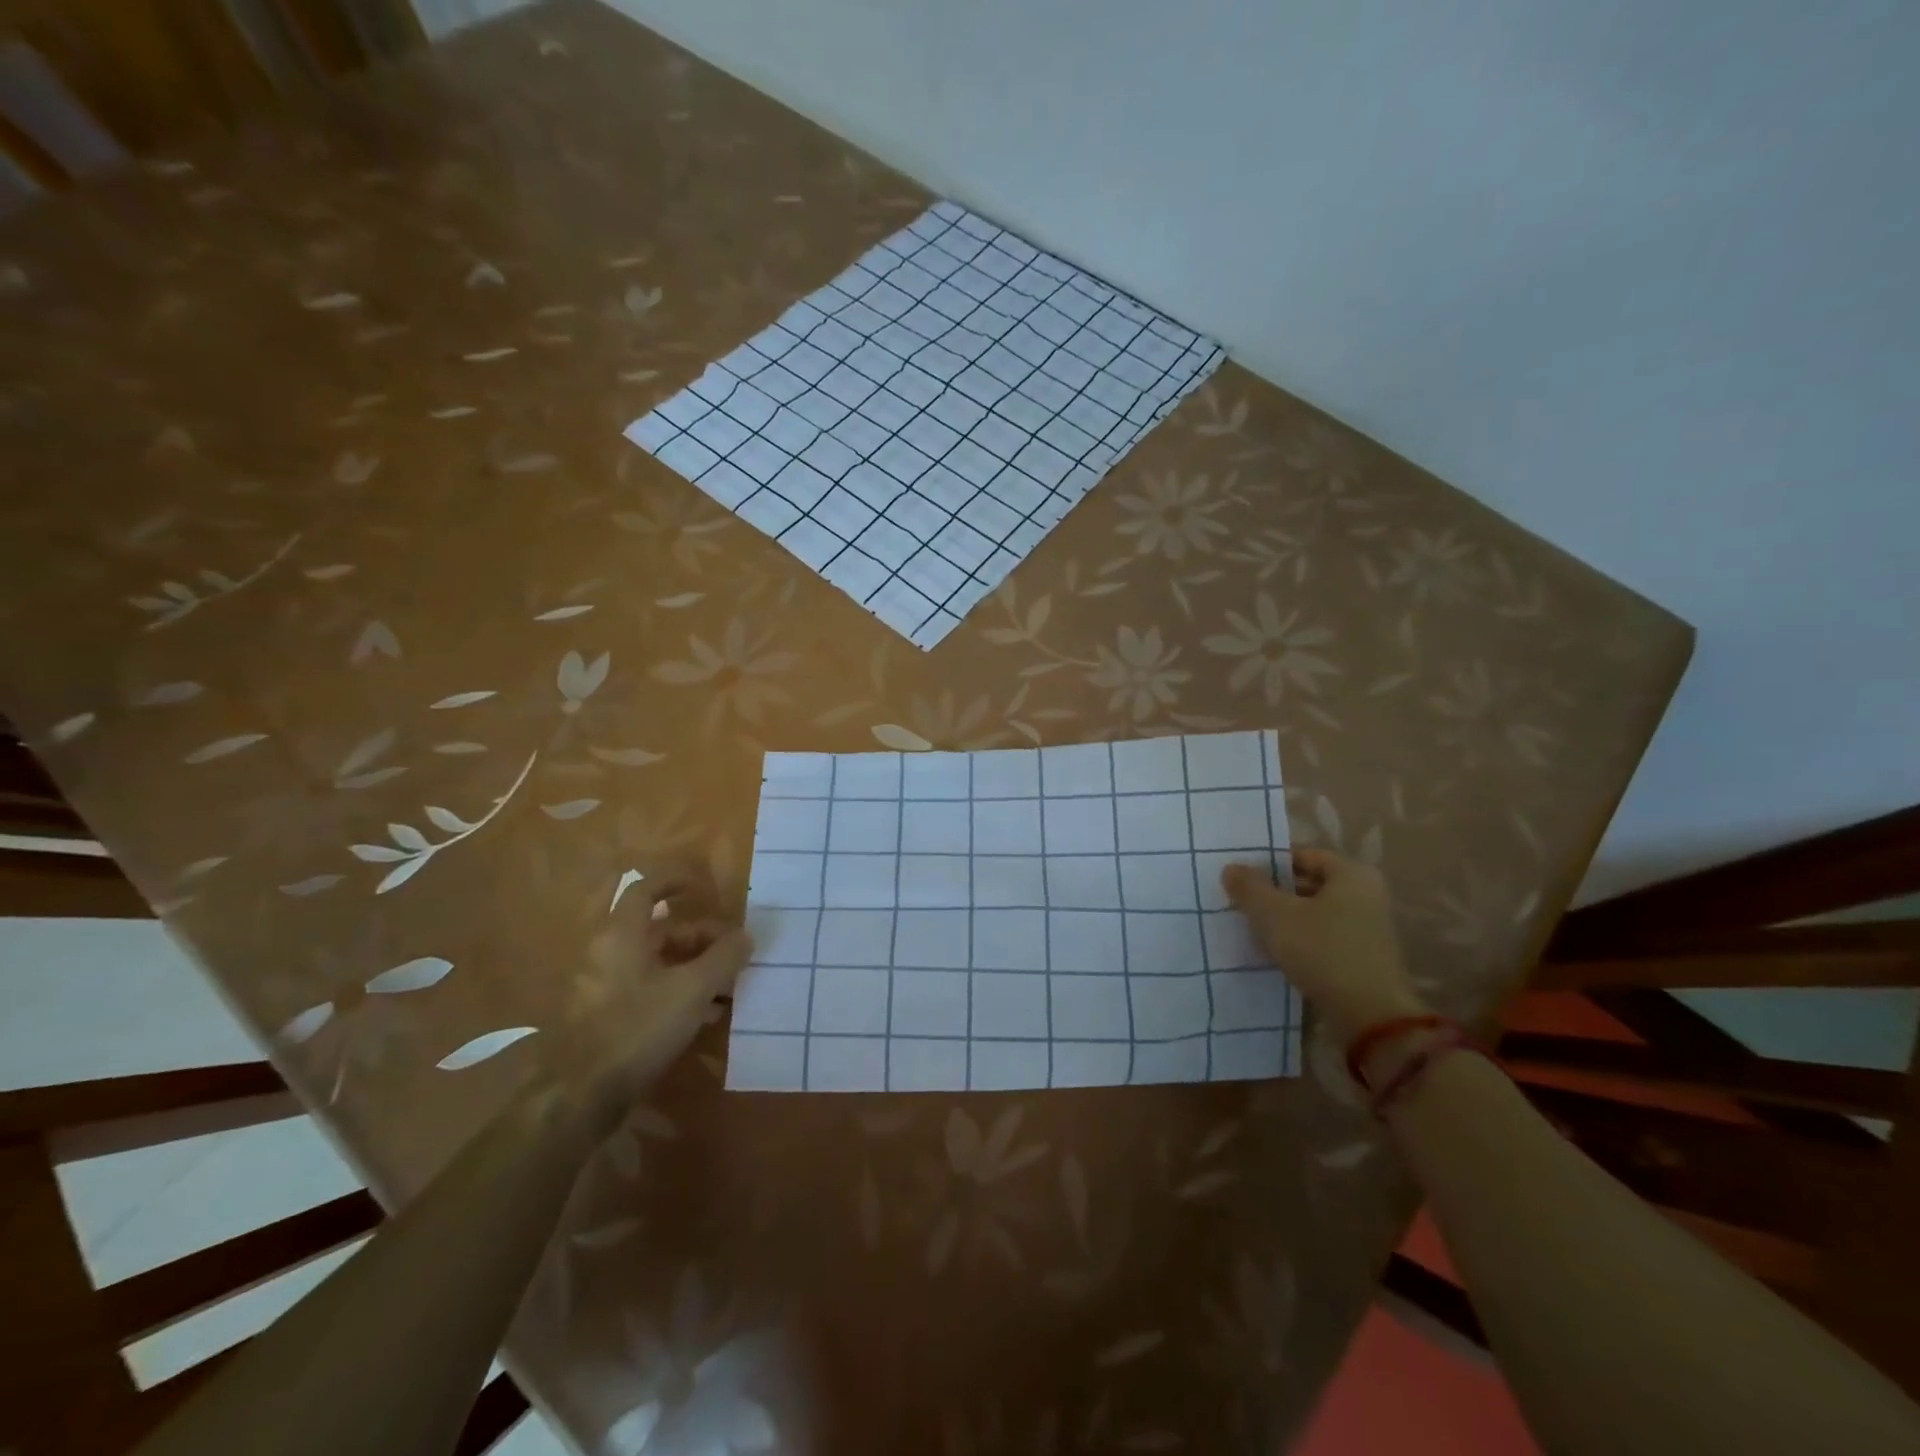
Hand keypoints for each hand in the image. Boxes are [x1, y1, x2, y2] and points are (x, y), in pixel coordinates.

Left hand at [541, 880, 750, 1139]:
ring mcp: (604, 986)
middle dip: (700, 936)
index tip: (705, 887)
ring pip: (656, 962)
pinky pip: (648, 989)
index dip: (676, 882)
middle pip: (659, 930)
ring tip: (729, 985)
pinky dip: (678, 990)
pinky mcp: (606, 1017)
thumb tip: (745, 936)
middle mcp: (608, 953)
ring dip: (694, 966)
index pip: (647, 889)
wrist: (580, 1096)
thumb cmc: (637, 1028)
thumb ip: (723, 958)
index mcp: (622, 935)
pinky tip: (706, 1014)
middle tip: (734, 951)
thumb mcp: (692, 990)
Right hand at [1221, 849, 1426, 1051]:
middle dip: (1274, 892)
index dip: (1268, 863)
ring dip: (1284, 918)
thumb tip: (1231, 868)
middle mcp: (1366, 895)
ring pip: (1313, 913)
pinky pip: (1322, 937)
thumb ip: (1250, 887)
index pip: (1302, 855)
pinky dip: (1299, 940)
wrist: (1371, 1018)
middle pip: (1309, 883)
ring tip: (1251, 927)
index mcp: (1352, 874)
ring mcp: (1367, 928)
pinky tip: (1273, 951)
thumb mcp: (1275, 915)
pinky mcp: (1362, 957)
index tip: (1239, 877)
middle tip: (1240, 901)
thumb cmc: (1323, 951)